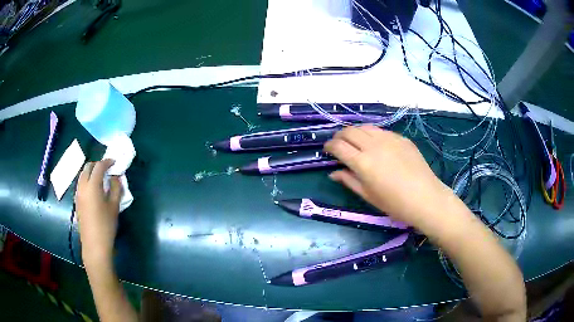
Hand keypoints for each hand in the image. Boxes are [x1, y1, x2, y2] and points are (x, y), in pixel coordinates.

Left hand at [76, 159, 122, 264]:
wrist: (94, 244)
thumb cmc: (106, 225)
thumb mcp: (114, 206)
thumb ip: (116, 188)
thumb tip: (116, 177)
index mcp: (92, 185)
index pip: (99, 166)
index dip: (107, 162)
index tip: (114, 162)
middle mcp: (82, 186)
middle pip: (88, 167)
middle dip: (97, 165)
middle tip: (107, 170)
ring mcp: (78, 193)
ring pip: (82, 175)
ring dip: (91, 172)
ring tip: (100, 179)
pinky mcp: (77, 201)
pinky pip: (81, 184)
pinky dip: (87, 181)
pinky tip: (94, 191)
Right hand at [324, 125, 453, 227]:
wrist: (425, 198)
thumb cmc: (394, 203)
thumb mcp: (368, 196)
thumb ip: (349, 181)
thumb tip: (333, 173)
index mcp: (362, 162)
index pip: (338, 146)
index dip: (329, 146)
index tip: (327, 150)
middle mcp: (374, 145)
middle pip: (349, 131)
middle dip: (339, 136)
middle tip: (338, 144)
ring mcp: (389, 139)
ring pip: (365, 127)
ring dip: (355, 132)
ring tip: (355, 141)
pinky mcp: (401, 138)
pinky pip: (382, 131)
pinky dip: (372, 135)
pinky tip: (376, 145)